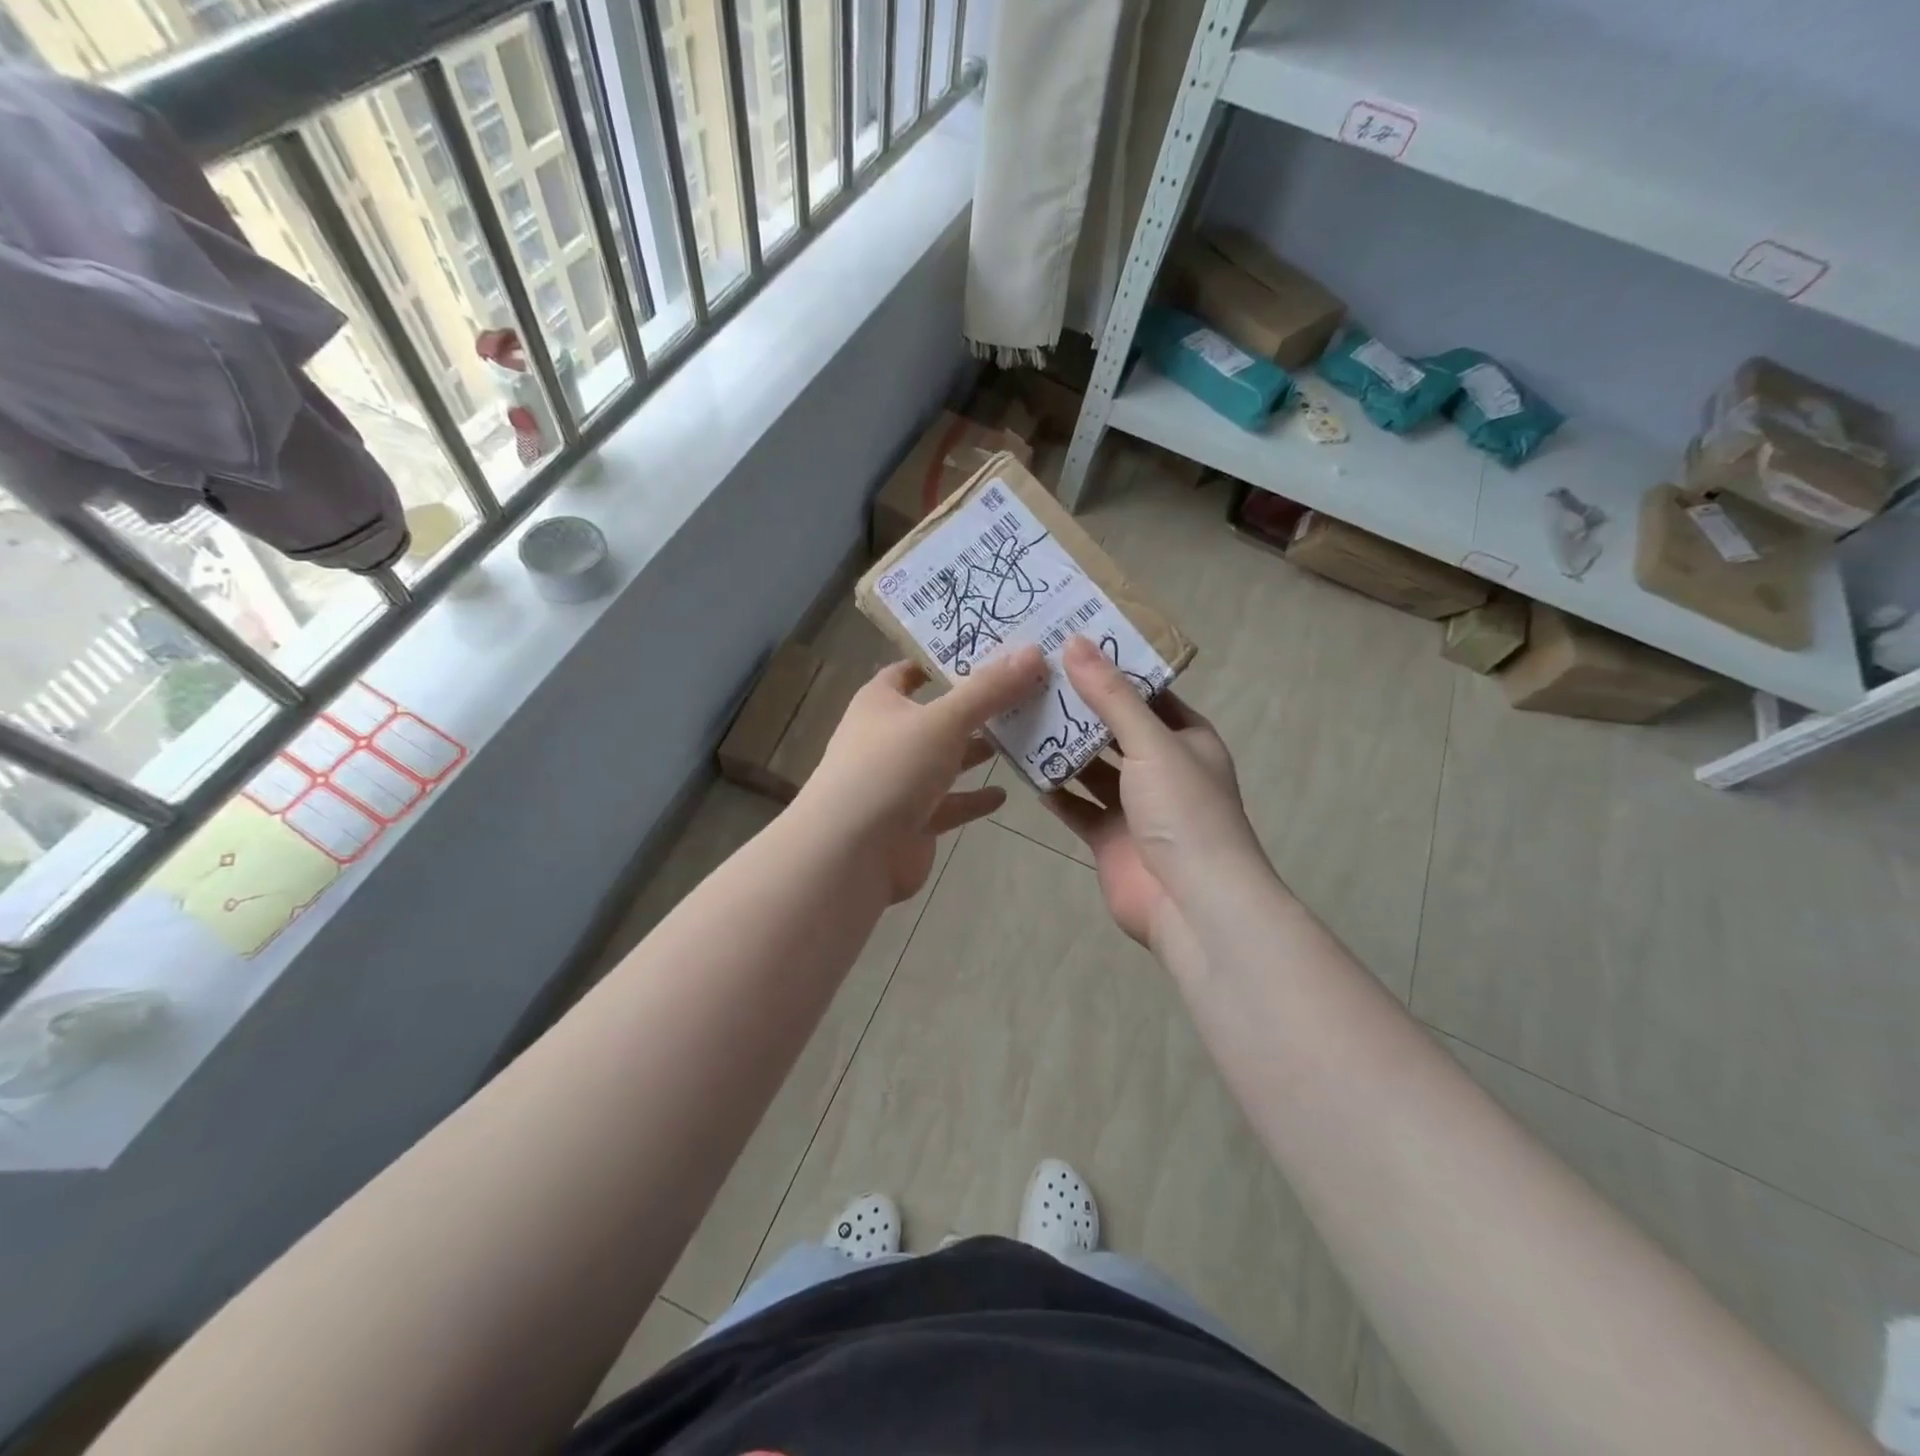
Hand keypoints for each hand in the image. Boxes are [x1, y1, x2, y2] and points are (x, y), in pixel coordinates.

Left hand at [796, 645, 1046, 902]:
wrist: (853, 853)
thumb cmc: (891, 768)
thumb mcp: (945, 720)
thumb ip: (989, 690)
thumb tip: (1034, 651)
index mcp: (881, 703)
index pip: (909, 670)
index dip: (942, 659)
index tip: (986, 650)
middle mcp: (887, 738)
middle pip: (936, 715)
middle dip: (975, 707)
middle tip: (1024, 691)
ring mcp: (899, 782)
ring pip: (945, 760)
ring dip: (977, 751)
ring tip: (1023, 737)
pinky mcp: (913, 821)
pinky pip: (949, 804)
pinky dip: (973, 798)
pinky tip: (1004, 793)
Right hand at [1043, 636, 1264, 946]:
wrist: (1192, 904)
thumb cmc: (1184, 812)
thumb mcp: (1151, 743)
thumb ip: (1111, 696)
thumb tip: (1075, 642)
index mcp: (1187, 739)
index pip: (1147, 693)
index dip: (1113, 669)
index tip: (1069, 644)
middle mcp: (1162, 768)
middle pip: (1114, 729)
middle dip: (1079, 708)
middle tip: (1031, 676)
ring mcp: (1134, 806)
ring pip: (1091, 768)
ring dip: (1061, 747)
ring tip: (1018, 713)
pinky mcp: (1108, 837)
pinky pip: (1075, 805)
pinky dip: (1052, 789)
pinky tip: (1020, 767)